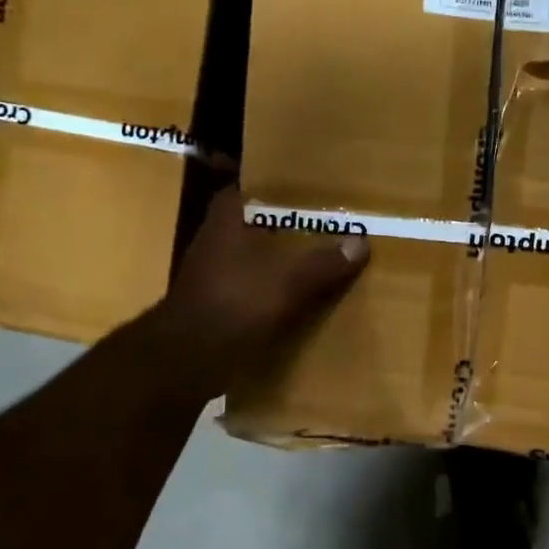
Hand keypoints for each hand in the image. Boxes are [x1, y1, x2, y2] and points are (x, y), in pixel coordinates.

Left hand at [152, 189, 368, 396]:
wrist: (187, 360)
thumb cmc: (236, 304)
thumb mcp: (289, 281)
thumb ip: (324, 261)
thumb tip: (361, 242)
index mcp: (226, 221)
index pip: (247, 188)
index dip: (274, 188)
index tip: (306, 191)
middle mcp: (215, 242)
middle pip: (254, 225)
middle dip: (285, 227)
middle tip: (324, 227)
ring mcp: (211, 276)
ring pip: (253, 258)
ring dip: (280, 261)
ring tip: (319, 261)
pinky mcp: (215, 306)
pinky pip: (251, 289)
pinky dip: (272, 291)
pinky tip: (298, 299)